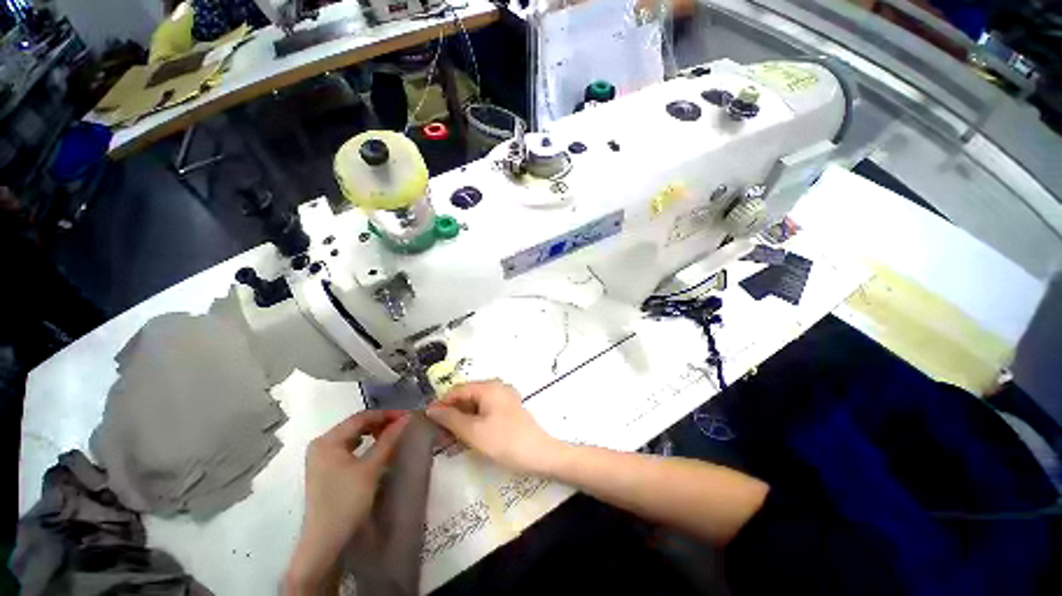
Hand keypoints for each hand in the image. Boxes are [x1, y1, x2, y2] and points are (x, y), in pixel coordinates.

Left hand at [285, 410, 409, 593]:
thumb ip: (388, 440)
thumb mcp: (371, 467)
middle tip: (402, 425)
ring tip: (392, 434)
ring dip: (373, 432)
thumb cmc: (347, 500)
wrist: (325, 541)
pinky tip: (376, 448)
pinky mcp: (325, 469)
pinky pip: (348, 448)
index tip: (407, 416)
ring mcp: (321, 457)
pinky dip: (364, 444)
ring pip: (352, 436)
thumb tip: (407, 417)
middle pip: (355, 425)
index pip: (361, 417)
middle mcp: (321, 444)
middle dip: (380, 423)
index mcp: (328, 440)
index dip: (386, 414)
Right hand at [426, 380, 562, 474]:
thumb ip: (450, 418)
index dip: (441, 403)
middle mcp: (497, 387)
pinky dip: (474, 422)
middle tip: (436, 433)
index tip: (427, 421)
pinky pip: (486, 411)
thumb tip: (431, 409)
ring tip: (448, 439)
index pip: (457, 390)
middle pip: (467, 396)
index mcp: (489, 387)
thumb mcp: (473, 431)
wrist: (539, 453)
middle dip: (451, 413)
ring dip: (461, 420)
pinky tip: (466, 437)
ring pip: (476, 405)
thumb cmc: (504, 441)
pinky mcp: (508, 410)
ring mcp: (504, 398)